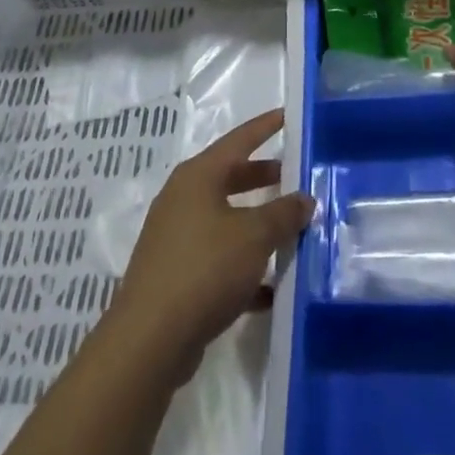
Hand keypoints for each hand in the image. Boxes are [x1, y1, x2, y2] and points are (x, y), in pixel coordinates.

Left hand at [108, 109, 313, 380]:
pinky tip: (272, 288)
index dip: (265, 127)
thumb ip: (284, 213)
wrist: (150, 339)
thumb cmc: (205, 268)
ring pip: (227, 220)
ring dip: (258, 225)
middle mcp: (184, 199)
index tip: (287, 115)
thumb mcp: (254, 235)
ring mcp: (177, 238)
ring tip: (294, 231)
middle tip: (297, 177)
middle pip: (231, 178)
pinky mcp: (177, 274)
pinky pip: (219, 259)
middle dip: (265, 178)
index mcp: (198, 176)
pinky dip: (245, 267)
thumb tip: (304, 199)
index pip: (239, 139)